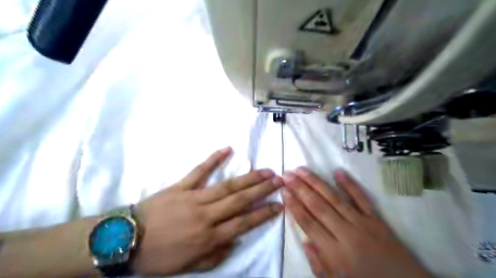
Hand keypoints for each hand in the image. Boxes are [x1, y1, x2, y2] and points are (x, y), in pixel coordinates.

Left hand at [132, 147, 282, 275]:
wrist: (124, 240)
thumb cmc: (158, 256)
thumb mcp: (188, 266)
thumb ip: (215, 255)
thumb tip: (235, 240)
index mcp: (208, 238)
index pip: (244, 223)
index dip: (263, 213)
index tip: (279, 204)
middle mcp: (206, 216)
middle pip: (240, 201)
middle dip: (262, 190)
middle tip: (279, 180)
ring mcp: (193, 198)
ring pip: (226, 186)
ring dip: (248, 178)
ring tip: (264, 170)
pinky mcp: (180, 186)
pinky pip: (199, 171)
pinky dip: (213, 159)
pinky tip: (227, 149)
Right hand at [283, 167, 434, 277]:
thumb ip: (318, 264)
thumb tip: (305, 241)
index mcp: (335, 253)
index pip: (308, 223)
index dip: (294, 206)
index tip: (284, 191)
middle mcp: (346, 234)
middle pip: (318, 207)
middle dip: (300, 189)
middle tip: (287, 175)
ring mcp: (363, 223)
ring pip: (334, 198)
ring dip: (316, 182)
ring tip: (302, 170)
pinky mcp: (377, 219)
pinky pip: (362, 199)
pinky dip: (350, 185)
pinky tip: (337, 172)